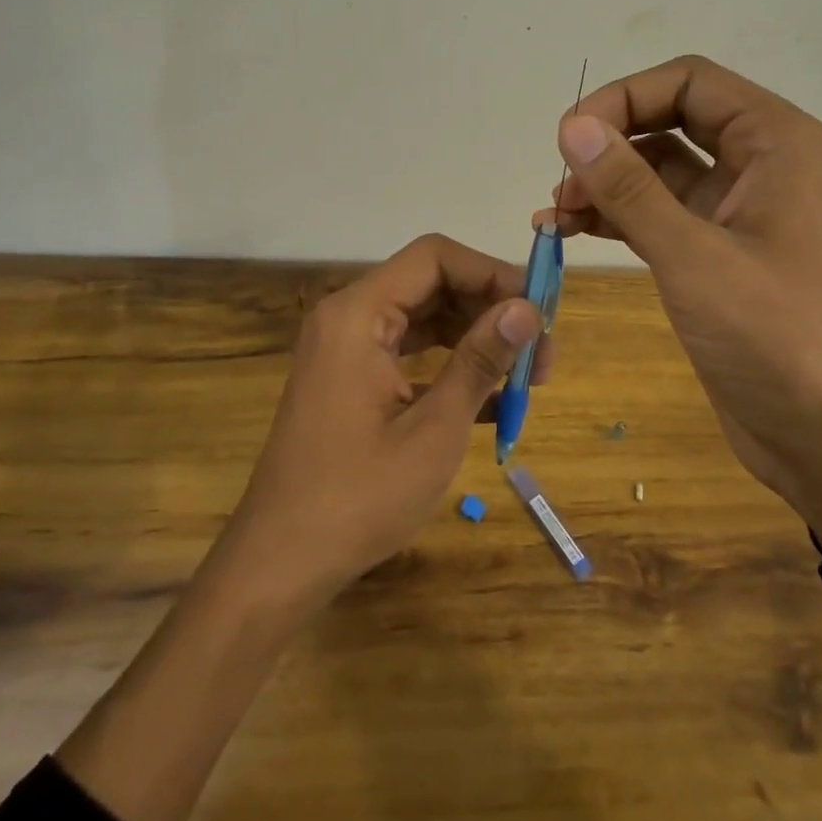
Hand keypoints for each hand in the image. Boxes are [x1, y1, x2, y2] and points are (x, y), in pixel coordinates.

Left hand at [216, 234, 544, 611]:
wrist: (281, 563)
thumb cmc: (358, 498)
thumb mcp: (434, 430)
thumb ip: (480, 361)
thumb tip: (527, 309)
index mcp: (359, 314)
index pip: (435, 257)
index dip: (492, 273)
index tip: (538, 312)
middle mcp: (349, 317)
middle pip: (432, 284)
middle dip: (491, 310)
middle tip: (541, 355)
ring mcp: (347, 348)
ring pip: (425, 318)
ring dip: (476, 339)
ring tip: (525, 378)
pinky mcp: (351, 378)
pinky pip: (410, 352)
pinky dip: (450, 366)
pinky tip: (492, 401)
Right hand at [534, 55, 821, 507]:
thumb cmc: (773, 336)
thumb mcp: (692, 255)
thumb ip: (629, 187)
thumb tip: (572, 126)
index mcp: (775, 141)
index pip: (688, 81)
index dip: (624, 97)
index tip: (570, 137)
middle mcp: (758, 162)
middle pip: (670, 117)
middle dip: (610, 140)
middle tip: (560, 177)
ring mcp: (735, 208)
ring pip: (657, 167)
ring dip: (604, 181)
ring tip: (553, 212)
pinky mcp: (714, 251)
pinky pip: (656, 211)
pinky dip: (614, 215)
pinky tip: (568, 231)